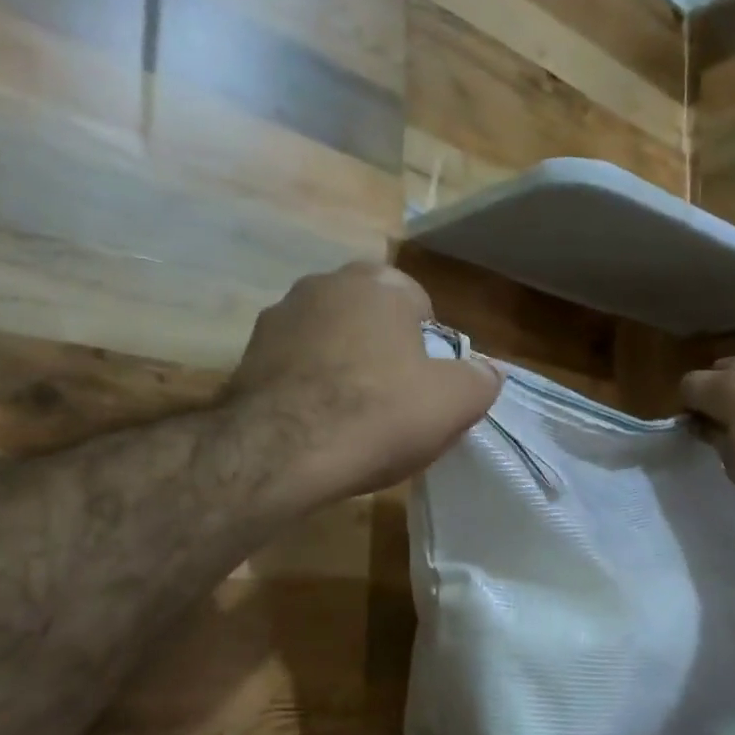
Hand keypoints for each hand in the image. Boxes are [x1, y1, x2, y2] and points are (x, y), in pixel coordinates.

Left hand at [224, 262, 502, 512]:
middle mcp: (324, 284)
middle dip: (386, 355)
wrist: (279, 453)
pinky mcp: (247, 357)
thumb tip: (488, 371)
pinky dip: (308, 391)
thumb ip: (480, 379)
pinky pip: (296, 371)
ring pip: (331, 345)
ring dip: (344, 372)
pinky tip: (317, 429)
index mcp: (379, 282)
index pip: (420, 306)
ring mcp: (279, 318)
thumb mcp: (455, 402)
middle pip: (372, 323)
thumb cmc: (378, 414)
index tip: (428, 389)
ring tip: (352, 423)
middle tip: (396, 406)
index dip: (430, 350)